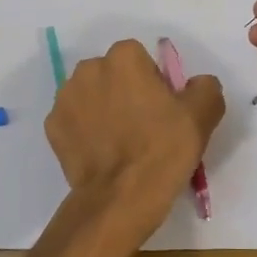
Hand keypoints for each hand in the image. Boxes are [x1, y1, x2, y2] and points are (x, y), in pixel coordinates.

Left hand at [46, 39, 224, 234]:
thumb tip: (196, 84)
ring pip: (91, 95)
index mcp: (124, 57)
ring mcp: (64, 98)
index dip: (154, 82)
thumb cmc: (162, 149)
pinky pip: (74, 121)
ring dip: (103, 108)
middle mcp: (88, 69)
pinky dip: (85, 131)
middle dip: (124, 91)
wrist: (120, 198)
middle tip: (142, 125)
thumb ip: (204, 87)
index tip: (162, 109)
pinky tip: (101, 153)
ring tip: (120, 142)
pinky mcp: (52, 127)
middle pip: (112, 74)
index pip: (141, 59)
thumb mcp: (203, 115)